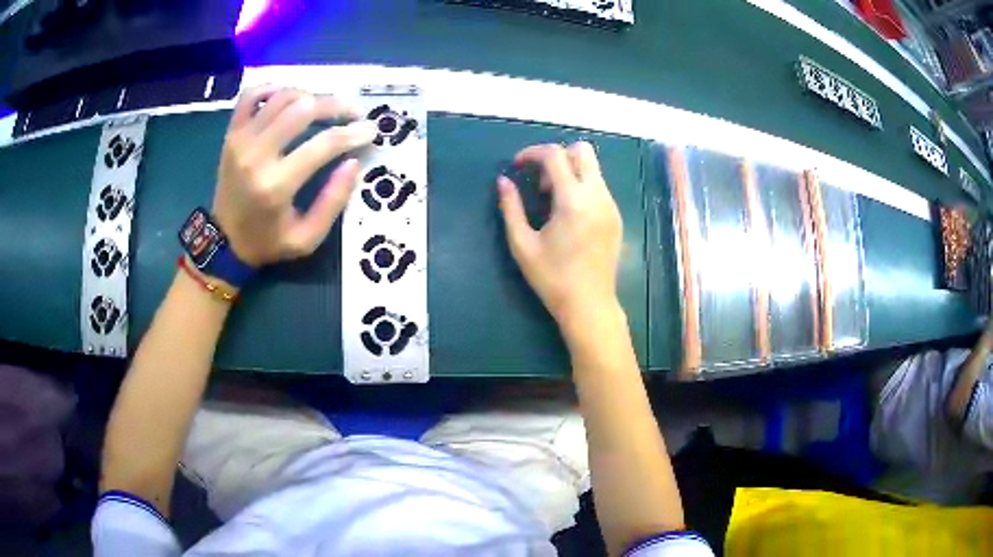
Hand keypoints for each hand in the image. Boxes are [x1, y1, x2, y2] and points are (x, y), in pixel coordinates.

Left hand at [213, 86, 377, 266]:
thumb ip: (333, 202)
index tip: (371, 131)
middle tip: (353, 113)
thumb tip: (353, 162)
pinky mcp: (232, 133)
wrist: (223, 242)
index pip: (323, 144)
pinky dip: (273, 89)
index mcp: (276, 186)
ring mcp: (241, 140)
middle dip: (336, 106)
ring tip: (324, 106)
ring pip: (282, 97)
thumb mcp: (307, 239)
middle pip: (303, 109)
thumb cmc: (267, 242)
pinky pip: (252, 96)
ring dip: (310, 95)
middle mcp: (256, 155)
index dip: (353, 133)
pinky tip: (290, 97)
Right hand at [498, 142, 622, 335]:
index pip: (555, 155)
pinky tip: (569, 215)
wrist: (589, 305)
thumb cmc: (552, 278)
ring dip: (569, 172)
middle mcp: (597, 196)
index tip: (517, 165)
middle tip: (540, 182)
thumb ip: (511, 208)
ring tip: (552, 202)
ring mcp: (610, 205)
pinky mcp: (616, 216)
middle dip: (557, 156)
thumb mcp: (522, 244)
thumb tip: (503, 181)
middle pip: (583, 150)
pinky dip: (581, 186)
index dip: (532, 152)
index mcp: (573, 200)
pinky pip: (599, 186)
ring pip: (593, 168)